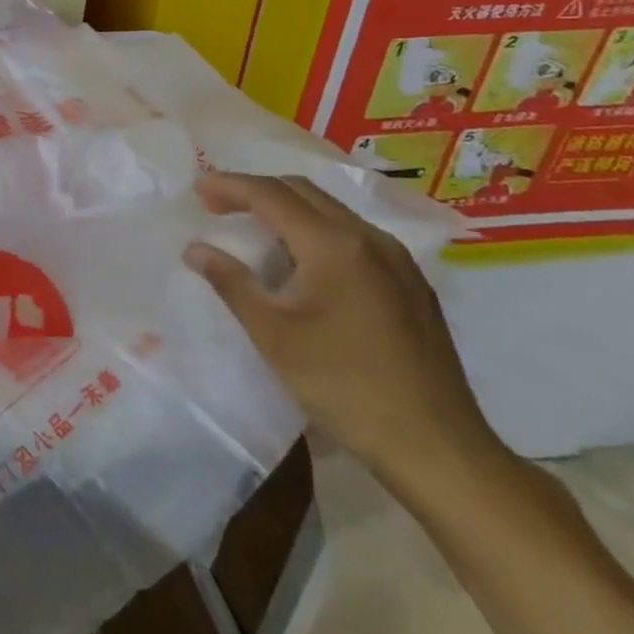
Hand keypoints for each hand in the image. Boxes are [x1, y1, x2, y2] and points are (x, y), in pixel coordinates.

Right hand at [186, 172, 500, 488]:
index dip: (230, 186)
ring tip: (252, 229)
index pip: (272, 195)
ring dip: (286, 209)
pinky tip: (301, 262)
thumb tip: (195, 249)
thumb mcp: (273, 334)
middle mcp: (369, 239)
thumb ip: (231, 282)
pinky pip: (353, 235)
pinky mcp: (411, 283)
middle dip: (255, 191)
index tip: (197, 189)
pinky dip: (315, 230)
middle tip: (217, 205)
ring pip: (331, 211)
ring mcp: (397, 260)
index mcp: (334, 245)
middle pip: (303, 192)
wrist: (437, 447)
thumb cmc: (344, 385)